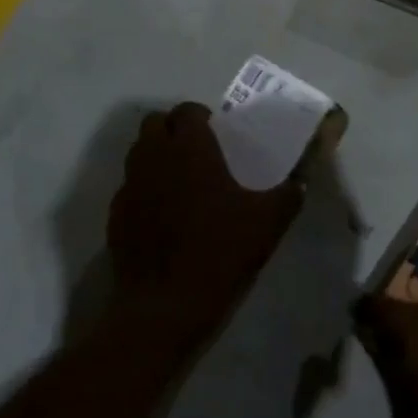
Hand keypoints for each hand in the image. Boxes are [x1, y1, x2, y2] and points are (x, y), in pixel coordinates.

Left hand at [108, 103, 302, 353]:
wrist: (165, 307)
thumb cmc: (220, 252)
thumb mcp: (268, 223)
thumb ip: (288, 194)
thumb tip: (301, 182)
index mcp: (189, 148)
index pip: (187, 110)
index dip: (201, 116)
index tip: (218, 133)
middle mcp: (153, 157)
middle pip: (155, 124)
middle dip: (174, 129)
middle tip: (198, 151)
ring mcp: (129, 186)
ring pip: (138, 153)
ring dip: (157, 156)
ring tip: (182, 180)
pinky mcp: (116, 216)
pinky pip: (129, 187)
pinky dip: (145, 189)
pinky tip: (164, 215)